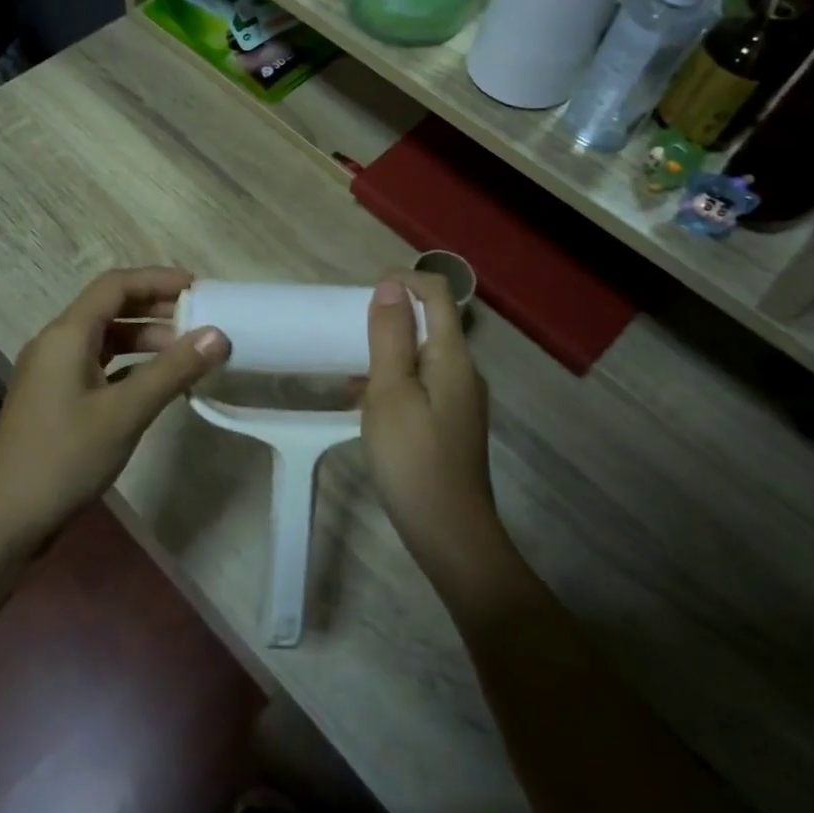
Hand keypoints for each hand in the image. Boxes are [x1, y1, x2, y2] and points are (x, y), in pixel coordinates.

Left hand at [0, 268, 228, 555]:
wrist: (4, 519)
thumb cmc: (64, 457)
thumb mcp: (125, 412)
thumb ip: (173, 370)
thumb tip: (219, 334)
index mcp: (67, 334)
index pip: (116, 285)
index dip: (158, 279)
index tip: (198, 288)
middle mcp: (57, 343)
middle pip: (110, 308)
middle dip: (155, 309)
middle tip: (199, 320)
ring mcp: (53, 372)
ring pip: (105, 339)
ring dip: (144, 340)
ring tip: (186, 353)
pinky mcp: (55, 399)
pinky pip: (99, 366)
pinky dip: (130, 366)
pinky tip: (156, 384)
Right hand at [360, 272, 500, 592]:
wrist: (449, 532)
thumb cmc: (413, 458)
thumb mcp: (390, 392)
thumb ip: (390, 336)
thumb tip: (390, 286)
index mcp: (453, 357)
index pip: (438, 294)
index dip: (404, 280)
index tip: (364, 292)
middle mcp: (464, 370)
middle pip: (432, 321)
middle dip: (392, 313)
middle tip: (349, 327)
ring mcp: (460, 398)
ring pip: (423, 354)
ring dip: (388, 347)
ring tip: (349, 361)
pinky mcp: (451, 421)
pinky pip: (421, 381)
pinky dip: (393, 377)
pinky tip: (362, 398)